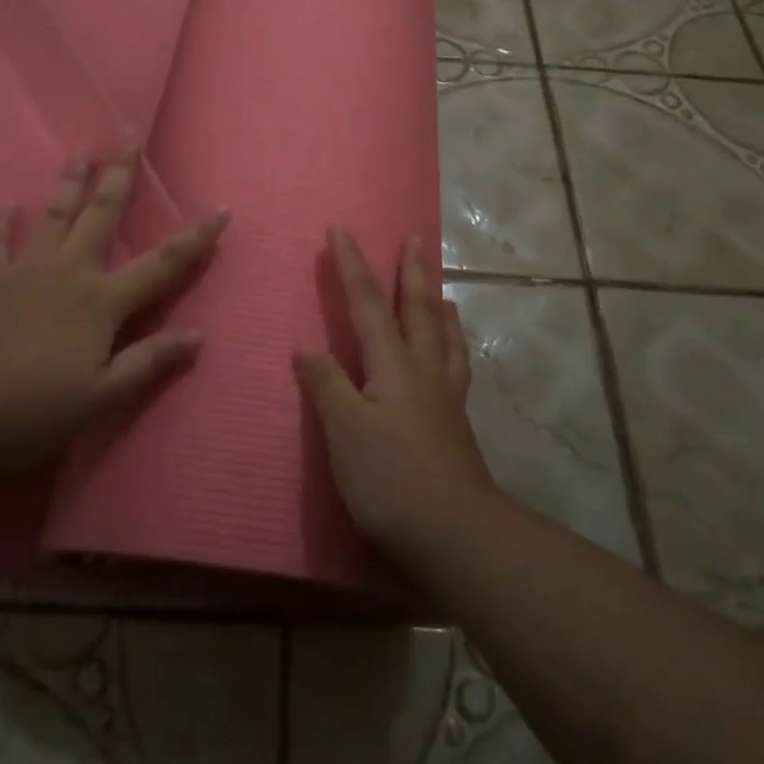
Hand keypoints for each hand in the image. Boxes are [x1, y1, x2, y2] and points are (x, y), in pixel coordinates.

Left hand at [0, 145, 228, 468]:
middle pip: (102, 214)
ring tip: (80, 149)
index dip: (196, 237)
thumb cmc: (31, 408)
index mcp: (103, 301)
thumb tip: (199, 336)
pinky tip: (4, 206)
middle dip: (120, 173)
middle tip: (128, 133)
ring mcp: (25, 269)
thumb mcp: (102, 398)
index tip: (221, 208)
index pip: (163, 264)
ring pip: (54, 214)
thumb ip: (149, 362)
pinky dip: (1, 223)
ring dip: (70, 181)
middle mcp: (70, 271)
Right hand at [295, 228, 497, 561]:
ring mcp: (446, 396)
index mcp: (393, 364)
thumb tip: (306, 346)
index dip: (352, 266)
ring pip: (445, 335)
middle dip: (412, 271)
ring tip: (441, 288)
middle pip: (418, 309)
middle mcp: (424, 369)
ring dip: (439, 304)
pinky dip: (455, 346)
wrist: (455, 533)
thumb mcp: (345, 431)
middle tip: (415, 238)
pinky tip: (452, 355)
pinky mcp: (457, 423)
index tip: (341, 229)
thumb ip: (326, 384)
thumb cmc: (391, 479)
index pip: (368, 304)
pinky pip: (458, 366)